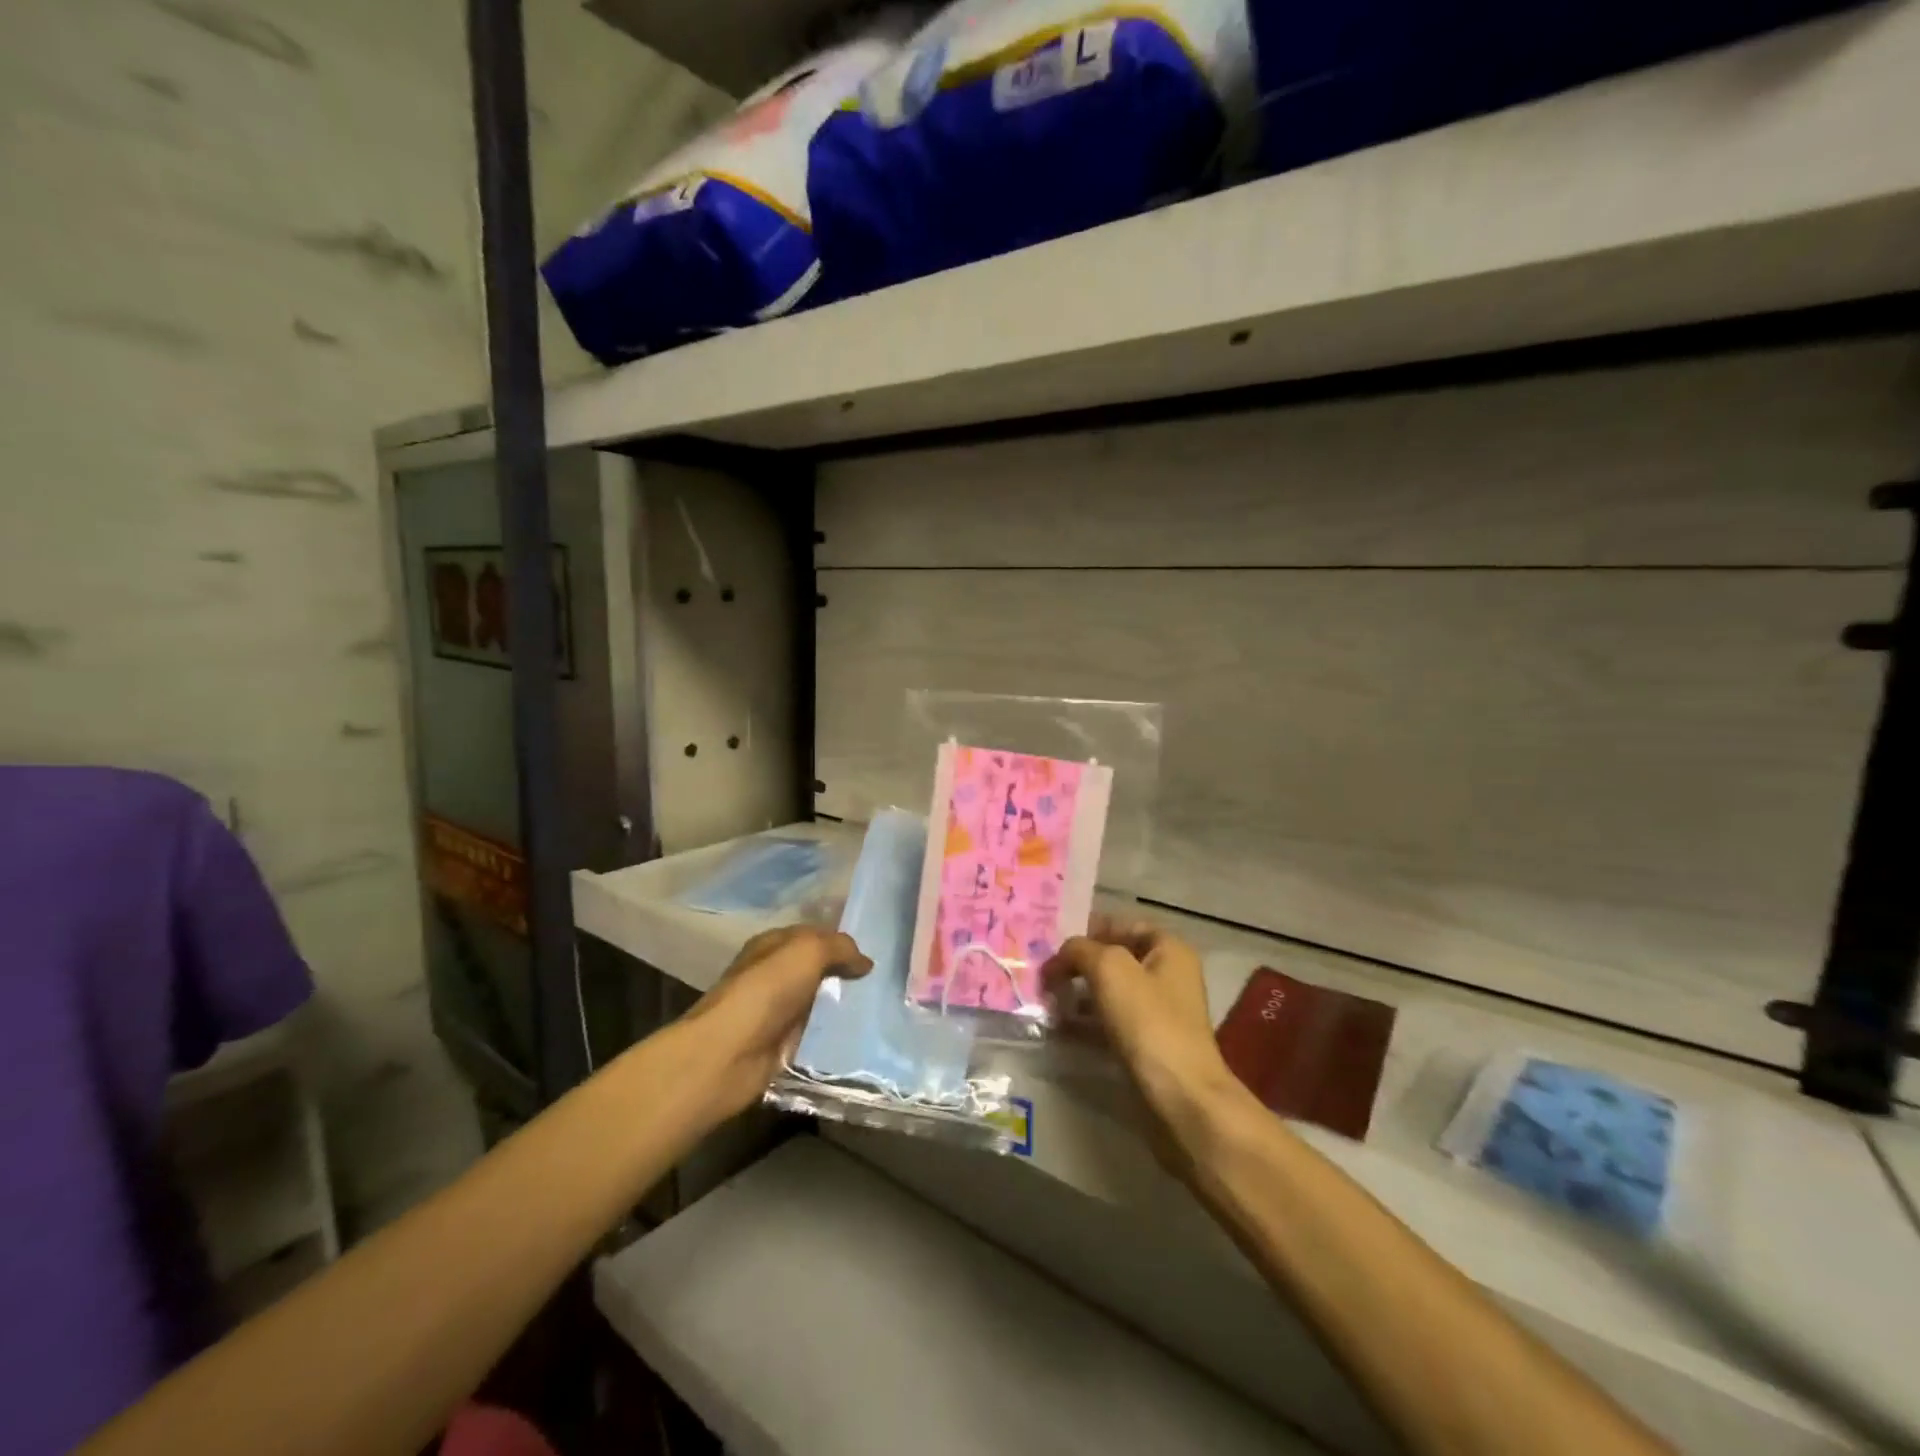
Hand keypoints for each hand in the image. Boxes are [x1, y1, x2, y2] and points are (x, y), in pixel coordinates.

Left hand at [685, 926, 871, 1117]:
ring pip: (819, 1001)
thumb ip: (840, 948)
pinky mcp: (781, 1044)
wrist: (728, 1054)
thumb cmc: (766, 991)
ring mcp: (776, 1011)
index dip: (841, 941)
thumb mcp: (808, 952)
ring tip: (880, 1008)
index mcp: (772, 945)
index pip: (814, 934)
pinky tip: (860, 1035)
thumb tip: (865, 962)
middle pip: (817, 969)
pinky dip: (834, 1034)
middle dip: (846, 973)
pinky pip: (815, 1033)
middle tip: (884, 981)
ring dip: (843, 1005)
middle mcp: (773, 974)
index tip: (875, 951)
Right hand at [1044, 918, 1248, 1166]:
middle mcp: (1168, 975)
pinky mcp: (1149, 1045)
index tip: (1054, 945)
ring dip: (1079, 995)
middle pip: (1114, 959)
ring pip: (1110, 992)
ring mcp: (1160, 1012)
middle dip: (1079, 965)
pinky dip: (1087, 1023)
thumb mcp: (1109, 969)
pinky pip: (1111, 1023)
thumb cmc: (1148, 1022)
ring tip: (1048, 1002)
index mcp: (1169, 948)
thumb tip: (1061, 956)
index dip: (1088, 930)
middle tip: (1045, 976)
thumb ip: (1080, 950)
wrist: (1182, 1097)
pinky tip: (1061, 1029)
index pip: (1121, 925)